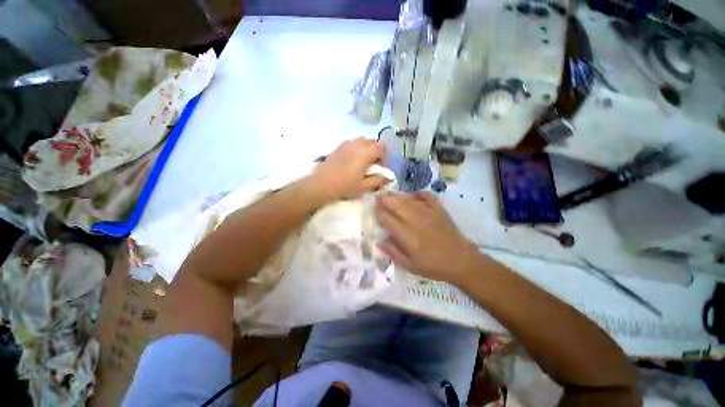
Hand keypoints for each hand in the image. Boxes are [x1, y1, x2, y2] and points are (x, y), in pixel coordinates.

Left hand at [309, 138, 389, 202]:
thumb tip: (388, 178)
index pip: (381, 147)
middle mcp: (356, 144)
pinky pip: (352, 143)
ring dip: (366, 149)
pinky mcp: (338, 147)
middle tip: (373, 165)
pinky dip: (356, 149)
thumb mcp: (364, 186)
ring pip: (361, 141)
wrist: (321, 185)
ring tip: (362, 163)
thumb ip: (378, 180)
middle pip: (372, 142)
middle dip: (376, 151)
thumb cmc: (345, 186)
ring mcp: (346, 144)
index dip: (384, 157)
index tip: (380, 168)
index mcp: (365, 153)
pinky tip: (351, 161)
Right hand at [375, 191, 481, 283]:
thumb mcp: (410, 266)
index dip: (379, 214)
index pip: (388, 220)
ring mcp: (429, 213)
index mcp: (408, 237)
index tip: (374, 211)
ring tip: (390, 195)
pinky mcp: (439, 209)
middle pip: (396, 206)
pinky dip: (418, 193)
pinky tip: (413, 195)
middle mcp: (416, 222)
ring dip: (397, 196)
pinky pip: (427, 196)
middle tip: (379, 198)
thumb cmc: (434, 266)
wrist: (461, 261)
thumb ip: (393, 253)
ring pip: (409, 200)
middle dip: (385, 200)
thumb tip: (379, 242)